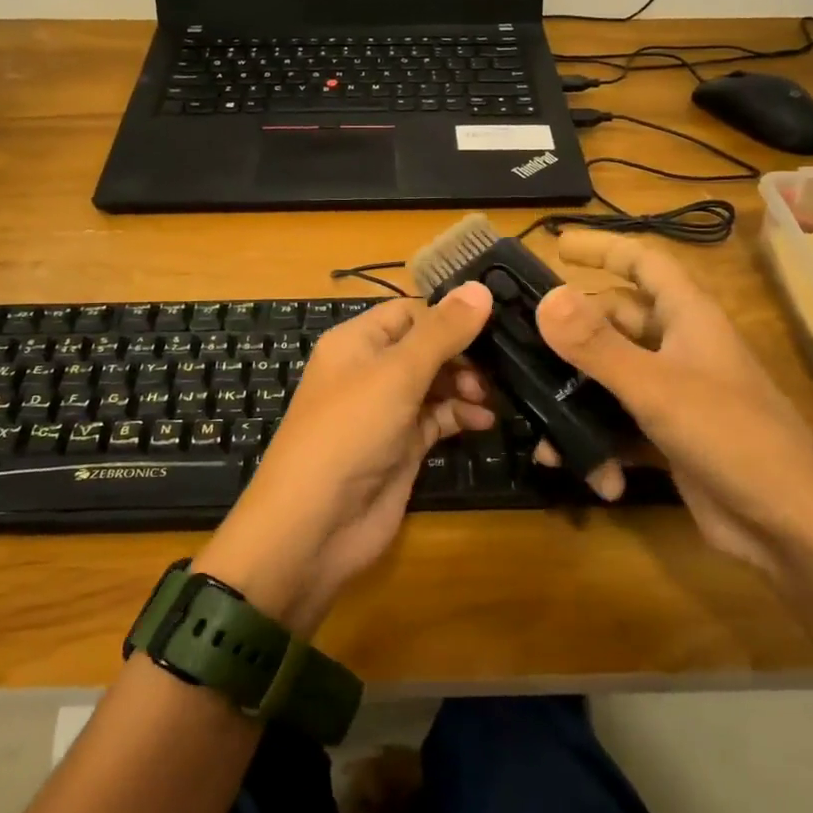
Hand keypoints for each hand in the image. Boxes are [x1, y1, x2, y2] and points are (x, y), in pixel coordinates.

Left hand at [192, 282, 495, 632]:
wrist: (315, 525)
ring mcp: (387, 410)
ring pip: (436, 383)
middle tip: (497, 367)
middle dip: (463, 353)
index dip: (449, 314)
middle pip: (427, 347)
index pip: (410, 311)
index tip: (495, 320)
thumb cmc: (349, 432)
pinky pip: (438, 418)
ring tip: (488, 397)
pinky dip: (461, 416)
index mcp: (357, 342)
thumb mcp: (396, 374)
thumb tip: (481, 287)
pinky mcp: (403, 445)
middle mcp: (371, 371)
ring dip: (467, 385)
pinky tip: (484, 421)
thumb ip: (442, 332)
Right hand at [532, 231, 812, 572]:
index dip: (603, 248)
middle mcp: (680, 348)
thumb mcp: (657, 388)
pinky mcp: (668, 436)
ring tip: (535, 417)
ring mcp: (675, 394)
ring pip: (611, 376)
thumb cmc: (732, 439)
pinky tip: (581, 468)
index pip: (644, 261)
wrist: (790, 528)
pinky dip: (597, 441)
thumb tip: (546, 298)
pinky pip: (619, 424)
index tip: (556, 246)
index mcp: (689, 318)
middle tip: (519, 340)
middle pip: (616, 320)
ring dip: (576, 396)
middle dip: (572, 331)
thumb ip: (598, 345)